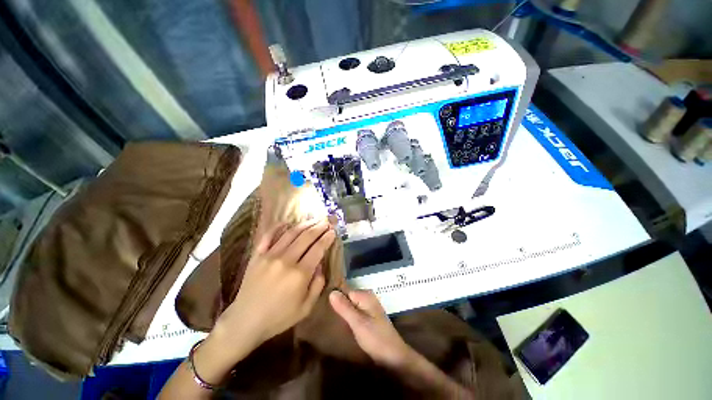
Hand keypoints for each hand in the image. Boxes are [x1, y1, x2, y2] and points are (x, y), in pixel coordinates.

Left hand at [213, 219, 335, 351]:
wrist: (245, 321)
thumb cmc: (279, 317)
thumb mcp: (306, 307)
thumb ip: (318, 285)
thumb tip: (321, 265)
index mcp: (300, 274)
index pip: (318, 249)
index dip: (327, 238)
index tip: (333, 231)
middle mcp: (286, 260)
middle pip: (307, 237)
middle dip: (319, 227)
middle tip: (327, 221)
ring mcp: (270, 255)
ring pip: (291, 233)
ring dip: (305, 224)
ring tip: (314, 219)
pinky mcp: (257, 255)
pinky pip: (268, 236)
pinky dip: (278, 227)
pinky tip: (287, 222)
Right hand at [329, 289, 413, 367]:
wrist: (393, 357)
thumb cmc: (375, 338)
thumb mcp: (357, 323)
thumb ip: (344, 307)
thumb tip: (331, 292)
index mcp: (365, 295)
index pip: (344, 291)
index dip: (335, 299)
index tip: (324, 308)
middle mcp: (367, 297)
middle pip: (347, 297)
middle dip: (338, 306)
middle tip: (326, 316)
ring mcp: (369, 306)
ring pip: (350, 305)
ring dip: (342, 312)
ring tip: (331, 321)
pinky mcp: (369, 316)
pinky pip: (355, 311)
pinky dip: (349, 317)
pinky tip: (342, 325)